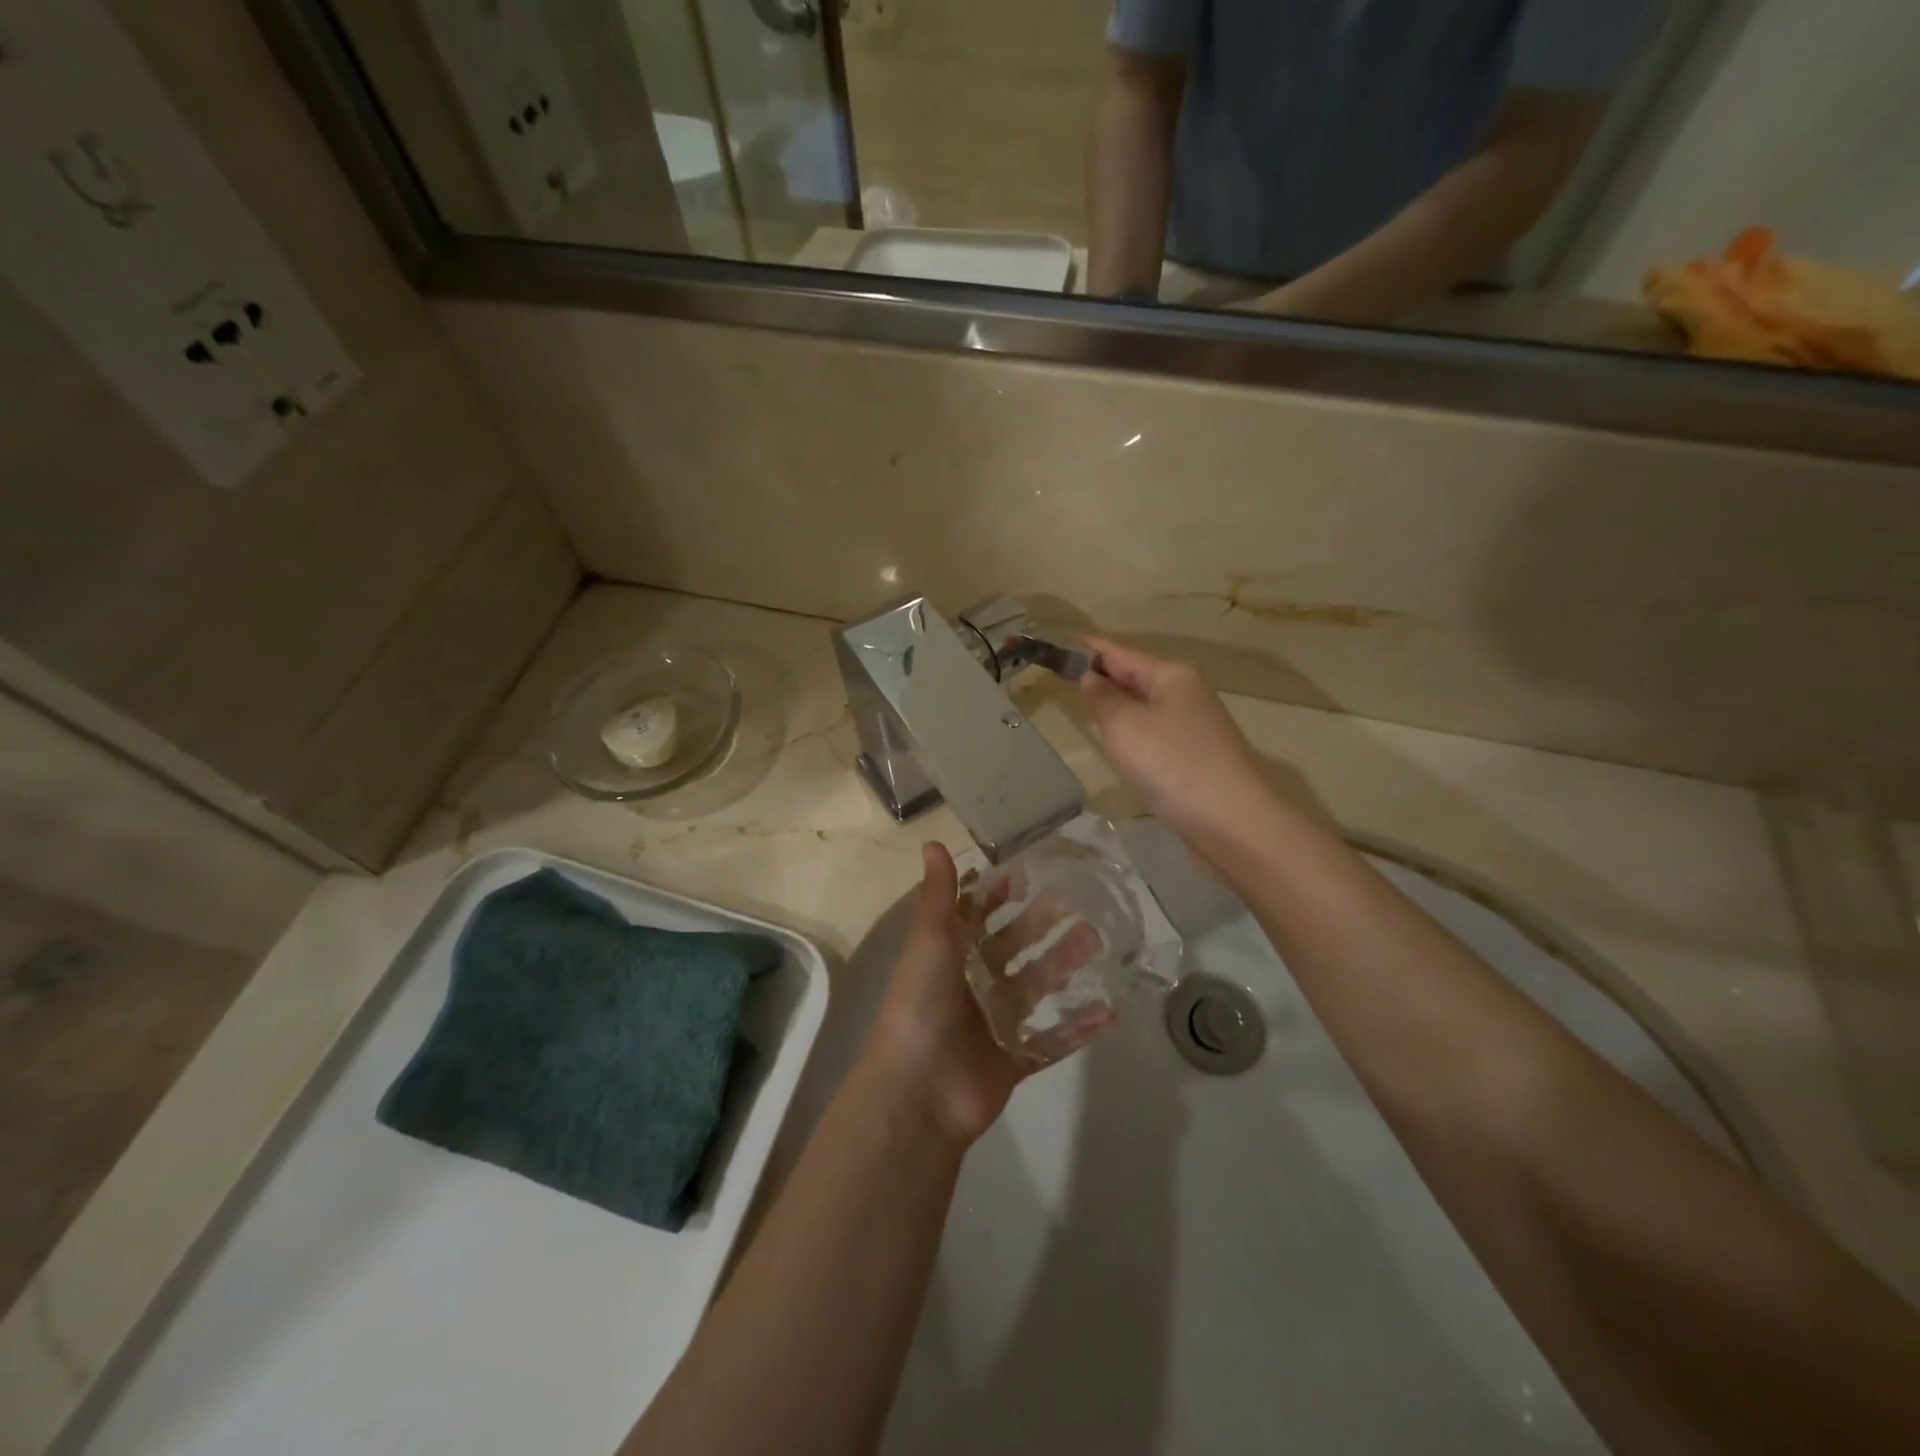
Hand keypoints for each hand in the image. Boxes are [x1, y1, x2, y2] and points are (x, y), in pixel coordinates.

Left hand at [860, 843, 1108, 1147]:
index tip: (1029, 874)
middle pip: (1014, 949)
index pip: (977, 917)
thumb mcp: (929, 942)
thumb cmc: (921, 1005)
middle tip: (1079, 904)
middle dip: (1042, 926)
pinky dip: (1078, 1027)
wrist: (918, 1092)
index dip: (999, 896)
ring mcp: (994, 1023)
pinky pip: (1052, 1040)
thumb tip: (931, 842)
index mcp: (949, 957)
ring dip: (1065, 966)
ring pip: (1037, 987)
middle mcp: (972, 985)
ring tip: (1097, 942)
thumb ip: (938, 896)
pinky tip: (1108, 1009)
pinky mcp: (1014, 1059)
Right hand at [1078, 637, 1281, 855]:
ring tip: (1086, 703)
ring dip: (1118, 703)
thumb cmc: (1172, 764)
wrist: (1232, 821)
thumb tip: (1090, 677)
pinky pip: (1155, 732)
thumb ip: (1102, 698)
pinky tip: (1119, 742)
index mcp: (1171, 675)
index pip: (1120, 652)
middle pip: (1136, 676)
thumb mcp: (1124, 726)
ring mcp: (1195, 726)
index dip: (1090, 647)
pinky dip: (1133, 730)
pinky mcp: (1196, 756)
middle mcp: (1187, 692)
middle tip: (1065, 674)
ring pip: (1146, 705)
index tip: (1062, 641)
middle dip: (1104, 674)